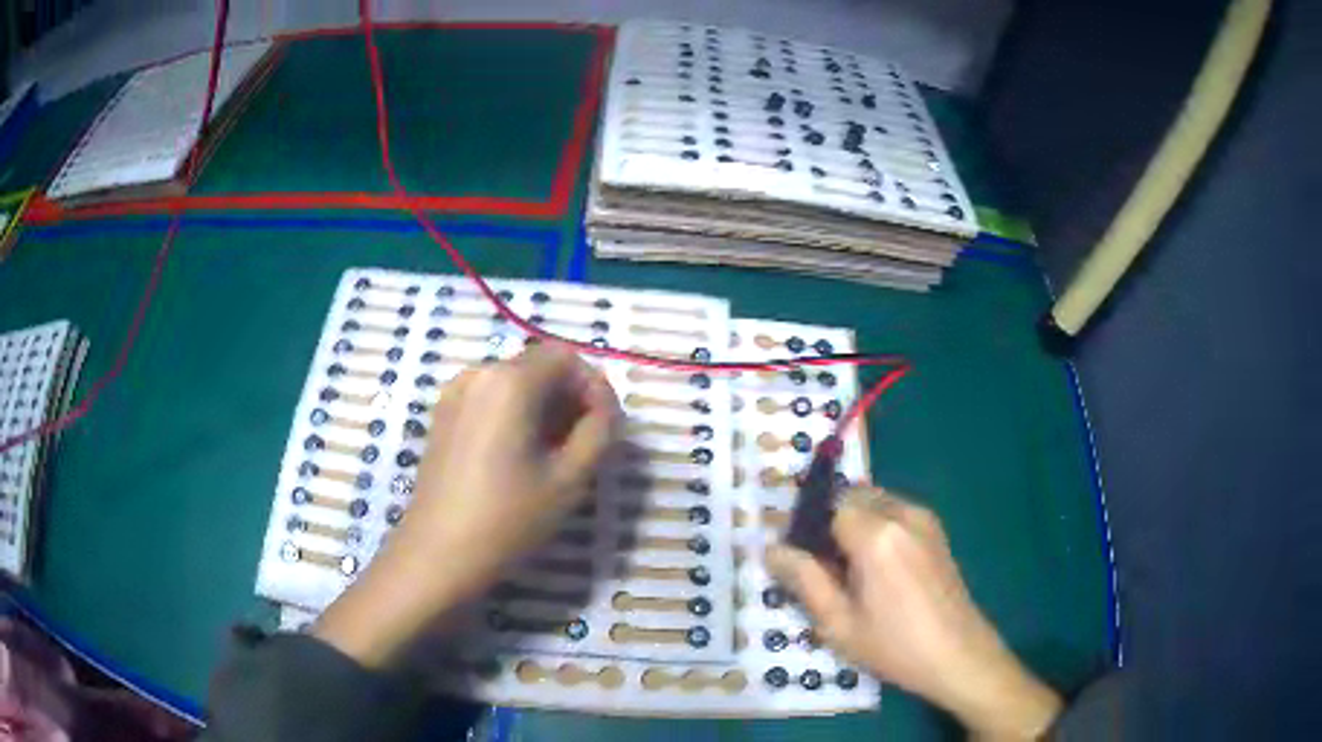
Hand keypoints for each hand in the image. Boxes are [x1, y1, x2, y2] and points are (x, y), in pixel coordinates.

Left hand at [316, 346, 620, 666]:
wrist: (438, 553)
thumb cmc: (508, 517)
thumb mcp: (570, 478)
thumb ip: (600, 429)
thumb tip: (602, 405)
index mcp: (509, 380)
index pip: (567, 357)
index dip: (593, 387)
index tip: (602, 429)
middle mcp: (478, 373)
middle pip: (539, 366)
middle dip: (568, 399)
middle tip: (581, 447)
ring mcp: (455, 394)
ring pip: (515, 384)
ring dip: (543, 409)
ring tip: (551, 457)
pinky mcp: (443, 416)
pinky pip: (491, 399)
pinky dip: (514, 416)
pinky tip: (518, 459)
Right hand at [766, 488, 1061, 739]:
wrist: (959, 655)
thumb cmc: (895, 645)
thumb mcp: (839, 623)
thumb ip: (804, 580)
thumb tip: (771, 549)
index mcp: (876, 535)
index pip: (827, 507)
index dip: (806, 528)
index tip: (796, 558)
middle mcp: (902, 514)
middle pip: (852, 497)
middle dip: (829, 522)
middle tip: (820, 566)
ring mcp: (924, 520)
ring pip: (874, 502)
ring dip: (854, 522)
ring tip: (847, 570)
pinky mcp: (937, 532)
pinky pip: (895, 513)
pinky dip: (876, 526)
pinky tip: (876, 569)